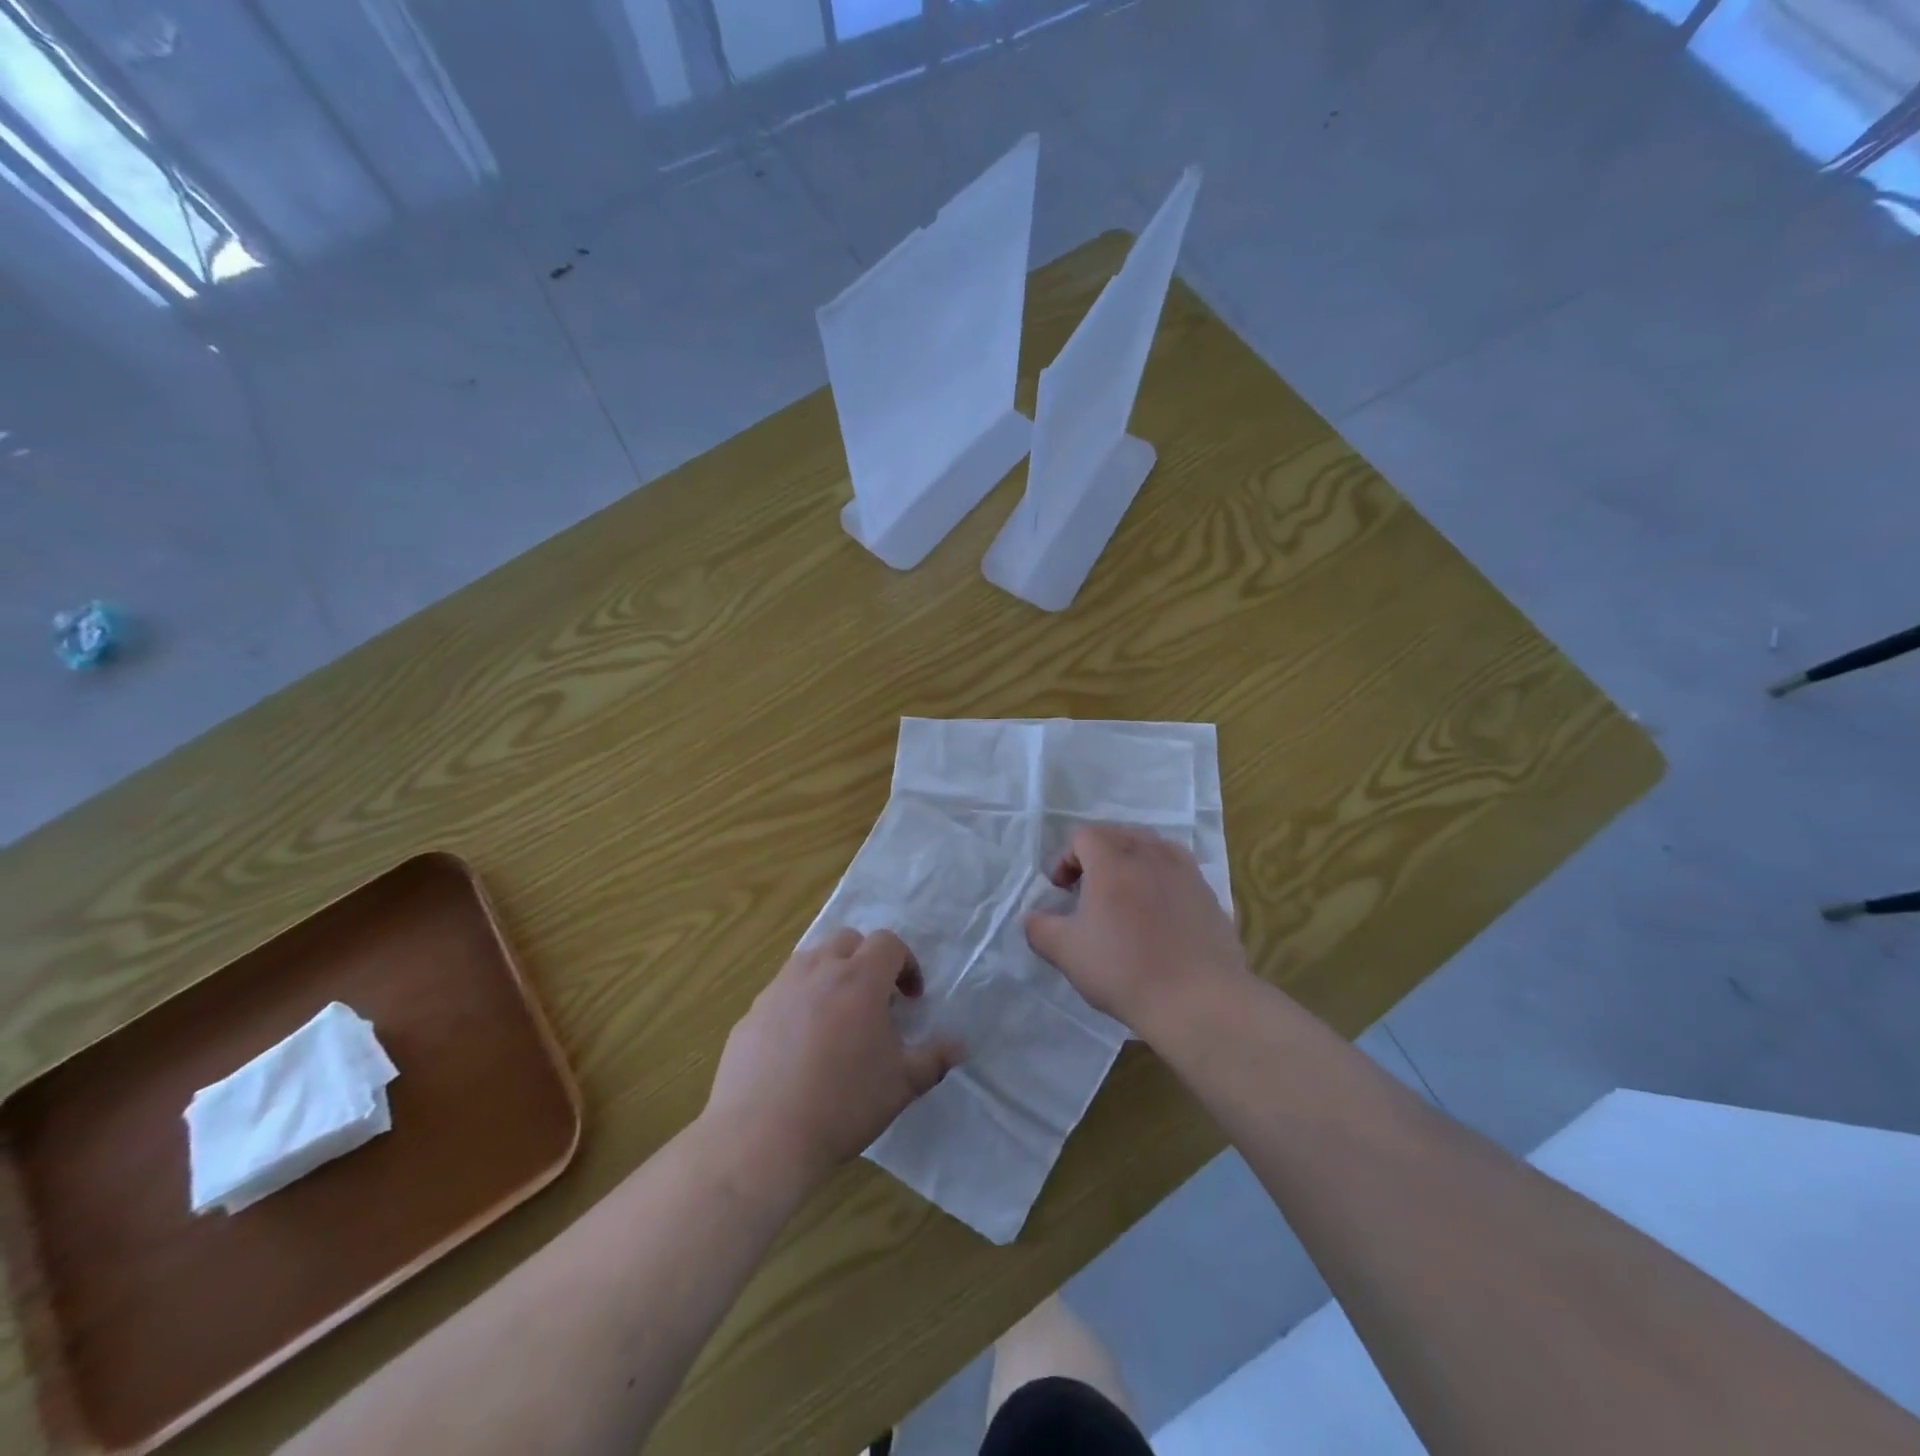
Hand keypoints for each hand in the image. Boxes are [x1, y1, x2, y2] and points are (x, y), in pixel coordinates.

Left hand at [704, 929, 961, 1193]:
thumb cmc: (843, 1104)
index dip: (906, 964)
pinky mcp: (751, 1013)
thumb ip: (934, 1058)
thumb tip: (961, 1045)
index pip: (887, 942)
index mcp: (859, 979)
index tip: (910, 999)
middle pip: (847, 941)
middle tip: (874, 1002)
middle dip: (866, 961)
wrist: (762, 1138)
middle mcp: (817, 971)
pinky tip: (799, 1048)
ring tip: (837, 1020)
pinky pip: (782, 993)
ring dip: (830, 977)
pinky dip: (798, 1004)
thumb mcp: (901, 1084)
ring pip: (810, 961)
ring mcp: (779, 989)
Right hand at [1024, 824, 1248, 1035]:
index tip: (1062, 891)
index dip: (1066, 858)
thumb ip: (1040, 928)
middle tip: (1089, 891)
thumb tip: (1034, 918)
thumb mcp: (1066, 952)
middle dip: (1097, 856)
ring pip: (1151, 848)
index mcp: (1112, 859)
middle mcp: (1150, 853)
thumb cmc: (1124, 970)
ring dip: (1131, 863)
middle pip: (1118, 835)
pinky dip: (1160, 879)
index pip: (1084, 836)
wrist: (1198, 1000)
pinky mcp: (1208, 893)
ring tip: (1125, 898)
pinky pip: (1177, 870)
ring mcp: (1185, 870)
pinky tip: (1158, 914)